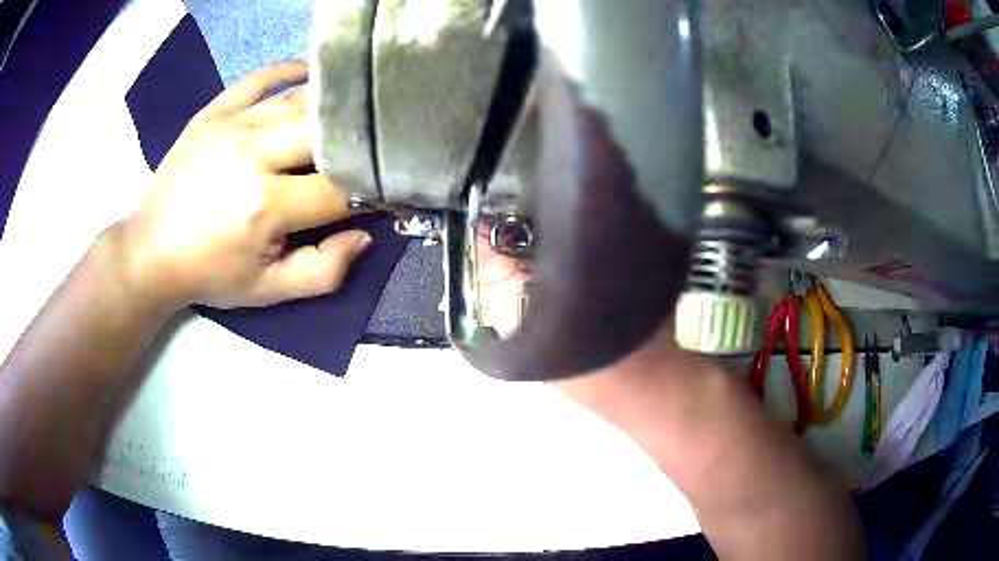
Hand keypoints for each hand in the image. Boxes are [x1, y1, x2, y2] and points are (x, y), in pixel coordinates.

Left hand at [118, 61, 370, 310]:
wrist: (151, 251)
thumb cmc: (210, 273)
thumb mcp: (268, 291)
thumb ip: (323, 271)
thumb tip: (365, 235)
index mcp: (265, 205)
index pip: (338, 188)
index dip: (370, 191)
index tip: (383, 194)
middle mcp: (252, 154)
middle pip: (324, 131)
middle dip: (354, 143)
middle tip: (367, 152)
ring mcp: (231, 125)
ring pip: (298, 102)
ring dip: (330, 109)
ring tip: (350, 116)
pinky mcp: (214, 111)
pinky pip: (259, 78)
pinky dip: (288, 70)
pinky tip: (311, 72)